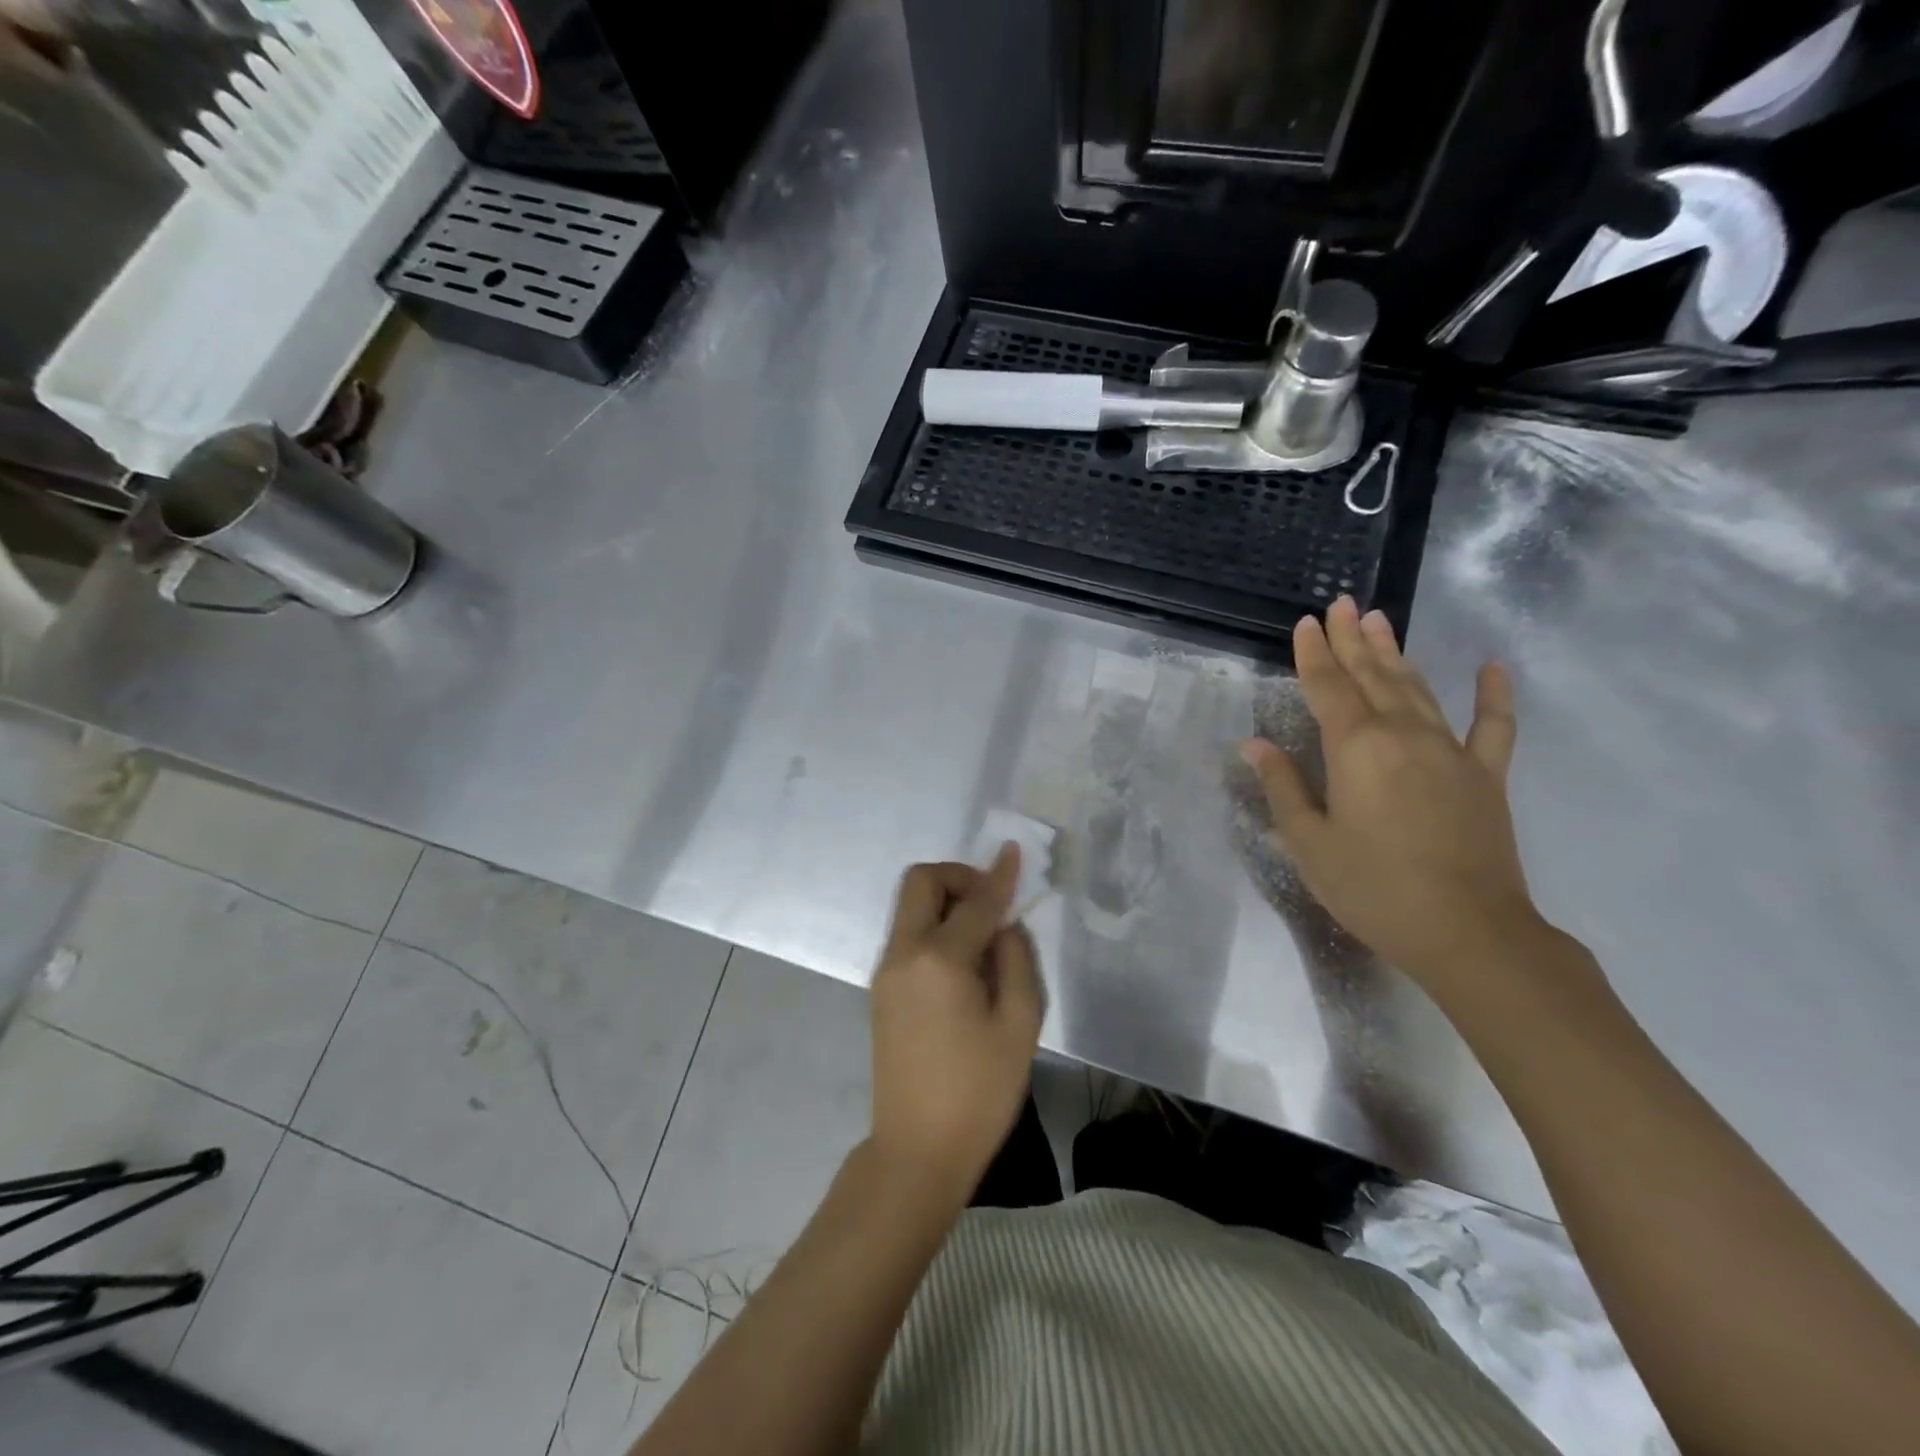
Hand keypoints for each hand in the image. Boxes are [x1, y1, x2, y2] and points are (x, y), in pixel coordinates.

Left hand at [868, 846, 1043, 1205]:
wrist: (917, 1150)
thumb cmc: (979, 1092)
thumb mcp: (1019, 1025)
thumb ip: (1016, 960)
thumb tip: (1004, 925)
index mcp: (939, 959)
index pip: (975, 901)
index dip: (999, 875)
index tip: (1015, 852)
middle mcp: (904, 953)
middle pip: (920, 882)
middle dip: (958, 876)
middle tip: (992, 901)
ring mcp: (886, 970)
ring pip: (910, 906)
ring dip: (945, 901)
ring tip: (984, 934)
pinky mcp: (881, 988)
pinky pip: (908, 934)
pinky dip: (934, 926)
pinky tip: (963, 960)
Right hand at [1242, 596, 1543, 1005]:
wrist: (1468, 932)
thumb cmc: (1373, 888)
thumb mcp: (1309, 842)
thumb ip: (1283, 786)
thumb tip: (1254, 744)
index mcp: (1356, 747)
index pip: (1327, 688)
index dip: (1312, 654)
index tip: (1305, 623)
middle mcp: (1403, 735)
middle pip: (1372, 676)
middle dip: (1353, 639)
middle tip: (1343, 603)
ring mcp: (1451, 751)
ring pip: (1418, 689)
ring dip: (1397, 653)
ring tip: (1382, 620)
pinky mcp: (1486, 776)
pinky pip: (1493, 726)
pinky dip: (1493, 694)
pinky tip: (1492, 667)